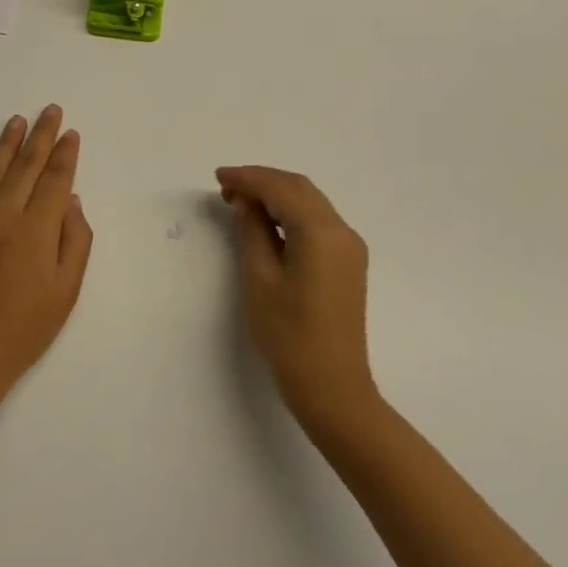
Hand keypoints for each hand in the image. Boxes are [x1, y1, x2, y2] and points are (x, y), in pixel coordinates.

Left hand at [0, 106, 93, 406]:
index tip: (71, 133)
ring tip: (16, 120)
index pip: (54, 178)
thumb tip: (69, 198)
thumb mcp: (66, 291)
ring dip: (5, 144)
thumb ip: (74, 240)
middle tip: (50, 111)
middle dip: (40, 136)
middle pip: (25, 166)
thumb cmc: (23, 330)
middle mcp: (2, 214)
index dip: (64, 154)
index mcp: (36, 228)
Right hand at [217, 166, 378, 432]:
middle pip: (299, 189)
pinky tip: (267, 223)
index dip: (248, 178)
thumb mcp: (259, 278)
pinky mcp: (348, 264)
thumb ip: (252, 231)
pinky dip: (290, 213)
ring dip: (276, 196)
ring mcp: (349, 248)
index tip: (218, 177)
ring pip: (309, 203)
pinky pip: (317, 222)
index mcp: (321, 232)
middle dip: (262, 182)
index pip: (280, 189)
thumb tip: (245, 202)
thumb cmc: (290, 335)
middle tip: (226, 188)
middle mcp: (342, 231)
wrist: (333, 389)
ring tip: (240, 203)